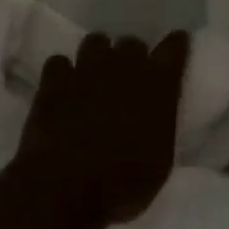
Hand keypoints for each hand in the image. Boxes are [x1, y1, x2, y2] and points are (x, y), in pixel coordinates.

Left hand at [17, 31, 190, 225]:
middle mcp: (124, 68)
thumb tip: (154, 119)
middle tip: (129, 77)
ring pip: (95, 42)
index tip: (175, 46)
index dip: (175, 45)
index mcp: (158, 86)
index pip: (174, 49)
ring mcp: (85, 70)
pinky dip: (63, 73)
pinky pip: (59, 61)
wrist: (67, 186)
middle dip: (132, 56)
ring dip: (99, 56)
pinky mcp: (53, 80)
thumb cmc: (124, 183)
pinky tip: (63, 88)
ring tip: (95, 75)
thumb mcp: (160, 161)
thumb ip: (160, 127)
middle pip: (132, 43)